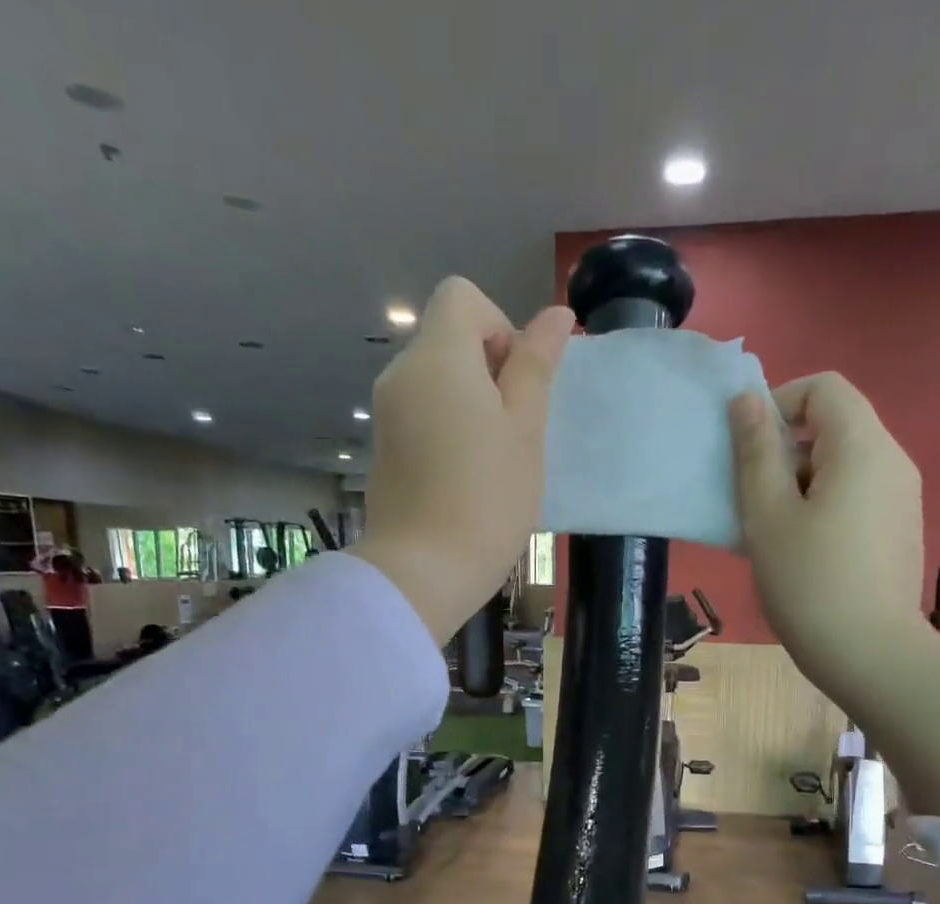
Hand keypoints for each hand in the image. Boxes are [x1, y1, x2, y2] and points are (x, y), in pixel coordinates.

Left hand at [349, 279, 574, 642]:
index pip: (462, 296)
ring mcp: (387, 415)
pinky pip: (421, 417)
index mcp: (437, 356)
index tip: (518, 383)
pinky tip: (465, 480)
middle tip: (515, 431)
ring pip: (436, 383)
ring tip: (494, 462)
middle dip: (489, 371)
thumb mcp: (526, 429)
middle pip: (447, 339)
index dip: (500, 326)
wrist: (425, 571)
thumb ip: (536, 366)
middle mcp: (400, 373)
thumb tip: (556, 315)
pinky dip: (447, 431)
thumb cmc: (488, 498)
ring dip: (471, 405)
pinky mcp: (383, 451)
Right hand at [728, 374, 929, 708]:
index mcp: (862, 446)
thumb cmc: (809, 583)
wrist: (871, 656)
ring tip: (772, 532)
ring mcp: (901, 498)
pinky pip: (857, 496)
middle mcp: (892, 460)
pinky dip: (824, 505)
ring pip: (843, 465)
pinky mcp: (900, 530)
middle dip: (785, 450)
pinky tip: (803, 552)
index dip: (778, 404)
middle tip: (752, 499)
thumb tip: (748, 400)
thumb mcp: (768, 516)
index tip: (747, 450)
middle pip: (835, 425)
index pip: (823, 388)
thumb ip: (756, 453)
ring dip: (800, 482)